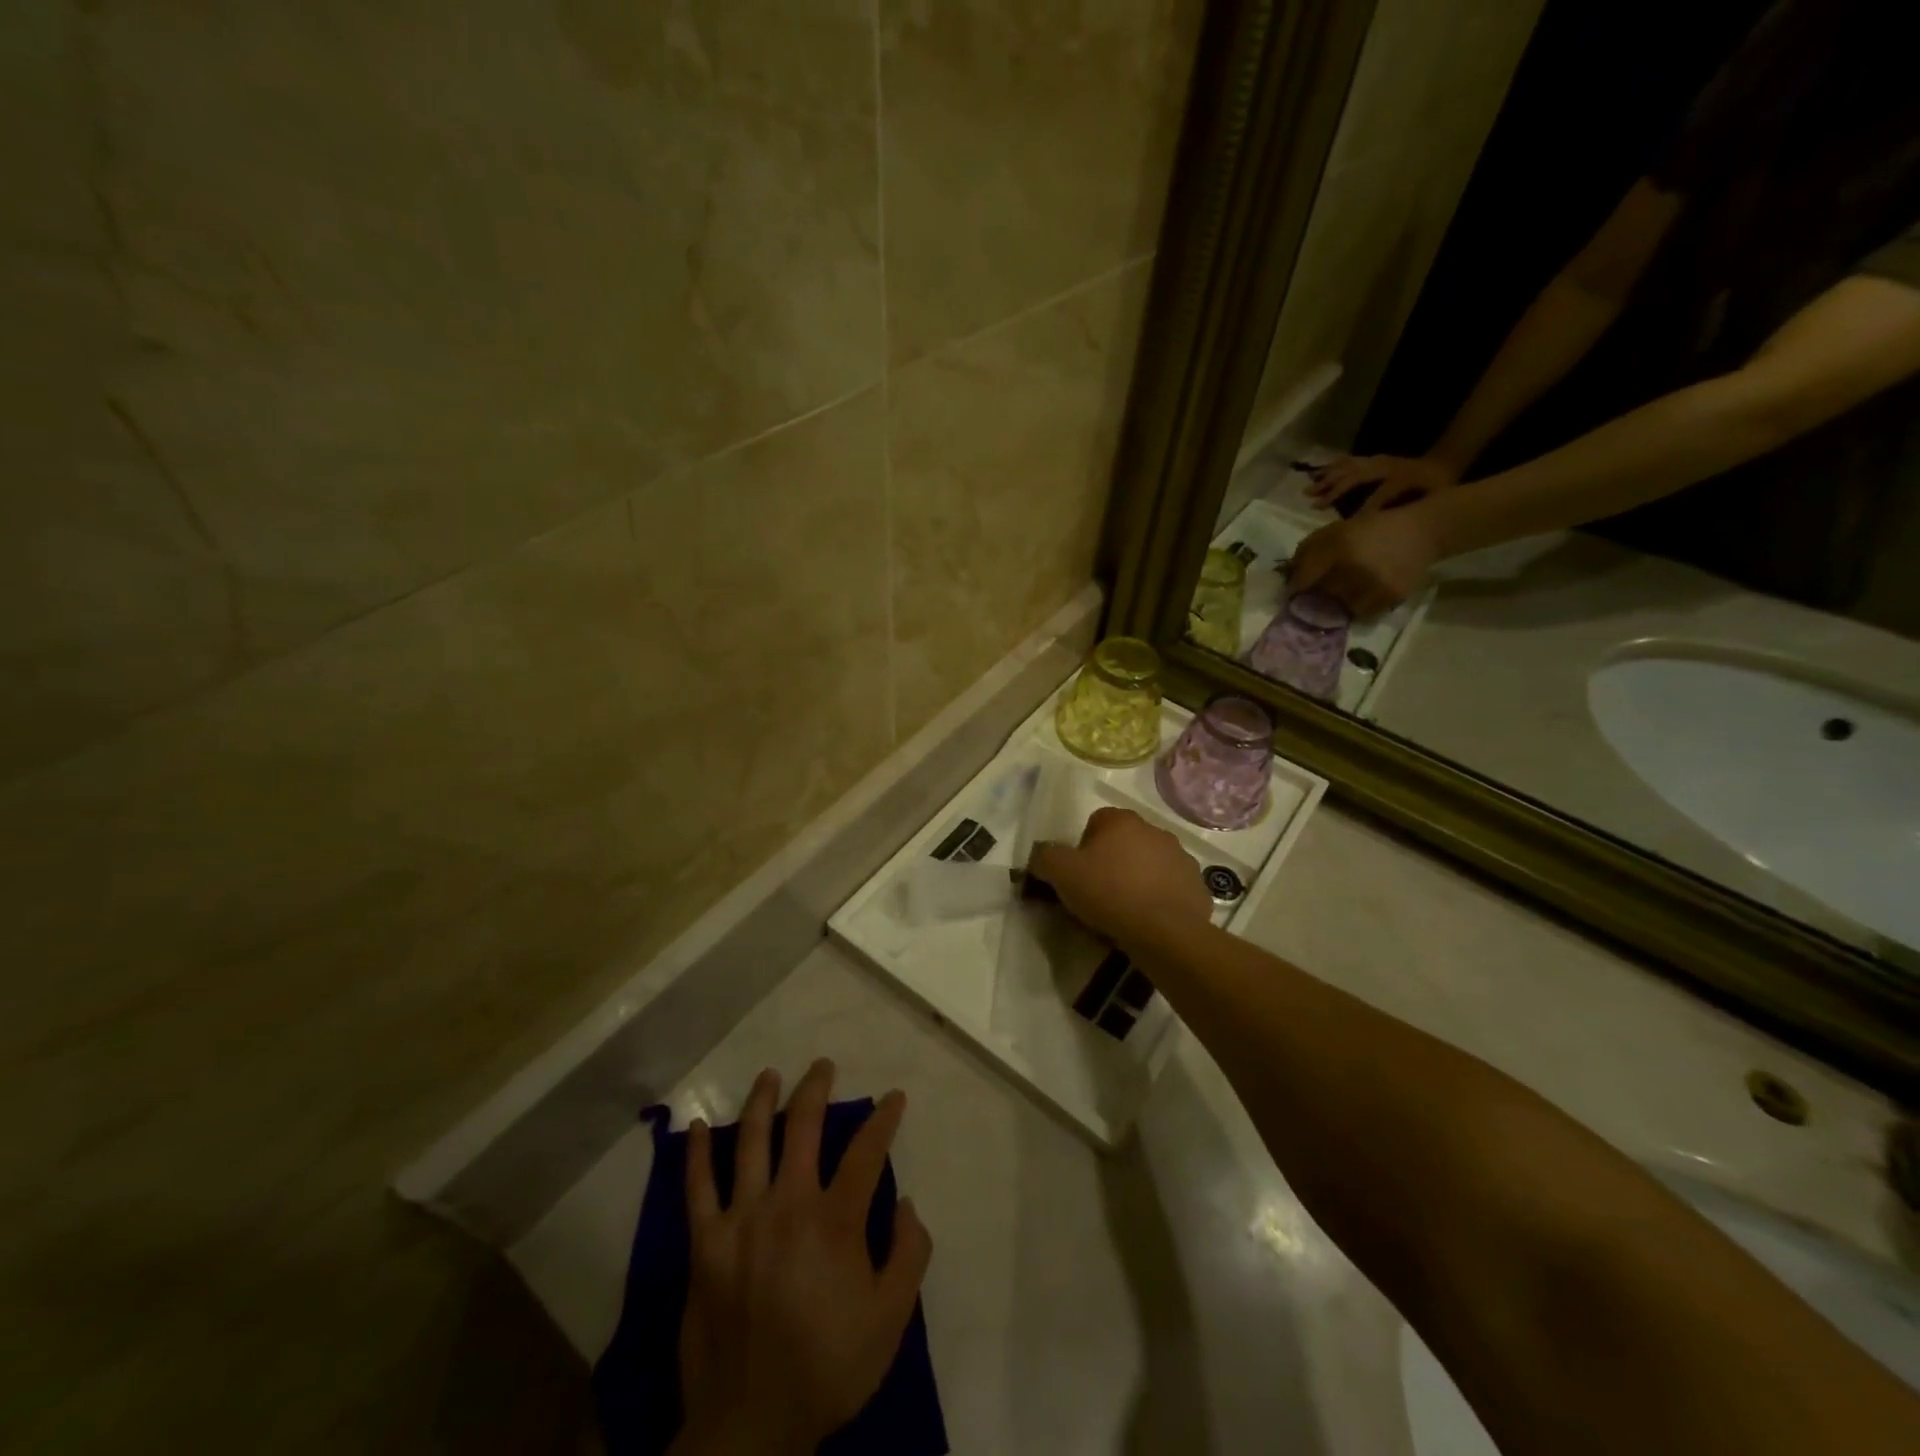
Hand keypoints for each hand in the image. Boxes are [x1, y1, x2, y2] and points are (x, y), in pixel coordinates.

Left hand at [674, 1061, 931, 1455]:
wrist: (751, 1424)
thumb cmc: (827, 1368)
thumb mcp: (890, 1320)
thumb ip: (908, 1255)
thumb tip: (905, 1202)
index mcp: (835, 1220)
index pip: (866, 1151)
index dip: (883, 1119)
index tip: (893, 1097)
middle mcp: (788, 1204)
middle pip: (804, 1127)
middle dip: (816, 1089)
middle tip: (823, 1066)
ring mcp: (742, 1219)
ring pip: (752, 1141)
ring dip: (763, 1101)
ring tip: (771, 1075)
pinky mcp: (706, 1243)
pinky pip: (697, 1188)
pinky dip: (698, 1153)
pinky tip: (700, 1125)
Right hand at [1027, 807, 1213, 951]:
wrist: (1164, 931)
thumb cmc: (1109, 893)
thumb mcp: (1061, 873)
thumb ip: (1044, 857)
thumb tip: (1040, 856)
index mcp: (1122, 820)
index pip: (1096, 822)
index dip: (1083, 847)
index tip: (1078, 874)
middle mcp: (1155, 830)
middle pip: (1125, 842)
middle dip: (1112, 861)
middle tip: (1098, 892)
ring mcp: (1181, 857)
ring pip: (1150, 864)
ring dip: (1138, 878)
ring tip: (1124, 910)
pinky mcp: (1197, 884)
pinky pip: (1171, 887)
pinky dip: (1160, 898)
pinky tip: (1148, 920)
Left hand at [1287, 506, 1441, 617]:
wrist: (1421, 532)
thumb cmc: (1370, 530)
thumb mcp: (1335, 531)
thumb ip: (1307, 552)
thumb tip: (1289, 577)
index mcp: (1337, 547)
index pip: (1303, 580)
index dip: (1295, 589)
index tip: (1293, 593)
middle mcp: (1354, 567)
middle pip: (1320, 597)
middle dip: (1315, 598)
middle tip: (1316, 597)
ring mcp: (1373, 584)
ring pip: (1340, 609)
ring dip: (1336, 606)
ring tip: (1340, 597)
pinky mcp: (1390, 596)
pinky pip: (1363, 614)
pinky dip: (1357, 609)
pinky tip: (1360, 598)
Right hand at [1305, 454, 1458, 514]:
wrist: (1446, 462)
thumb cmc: (1436, 488)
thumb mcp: (1430, 501)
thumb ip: (1406, 511)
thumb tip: (1380, 522)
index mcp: (1402, 477)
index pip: (1379, 494)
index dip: (1363, 510)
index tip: (1345, 527)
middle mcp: (1386, 466)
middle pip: (1356, 476)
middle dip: (1334, 490)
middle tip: (1314, 504)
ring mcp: (1378, 461)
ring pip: (1349, 467)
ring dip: (1328, 478)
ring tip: (1309, 489)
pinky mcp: (1374, 460)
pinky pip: (1349, 461)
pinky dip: (1332, 467)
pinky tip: (1318, 472)